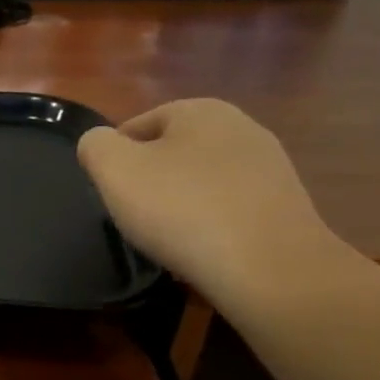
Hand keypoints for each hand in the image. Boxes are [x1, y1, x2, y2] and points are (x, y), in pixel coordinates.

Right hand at [77, 99, 344, 309]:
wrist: (269, 269)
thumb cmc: (182, 209)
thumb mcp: (114, 170)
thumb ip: (95, 145)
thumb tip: (100, 144)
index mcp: (200, 110)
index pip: (136, 126)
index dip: (114, 160)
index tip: (110, 193)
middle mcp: (241, 127)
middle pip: (170, 153)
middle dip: (149, 181)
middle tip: (134, 216)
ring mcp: (270, 168)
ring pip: (200, 182)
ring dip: (179, 205)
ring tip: (168, 238)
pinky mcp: (285, 206)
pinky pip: (228, 209)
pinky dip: (210, 225)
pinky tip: (202, 250)